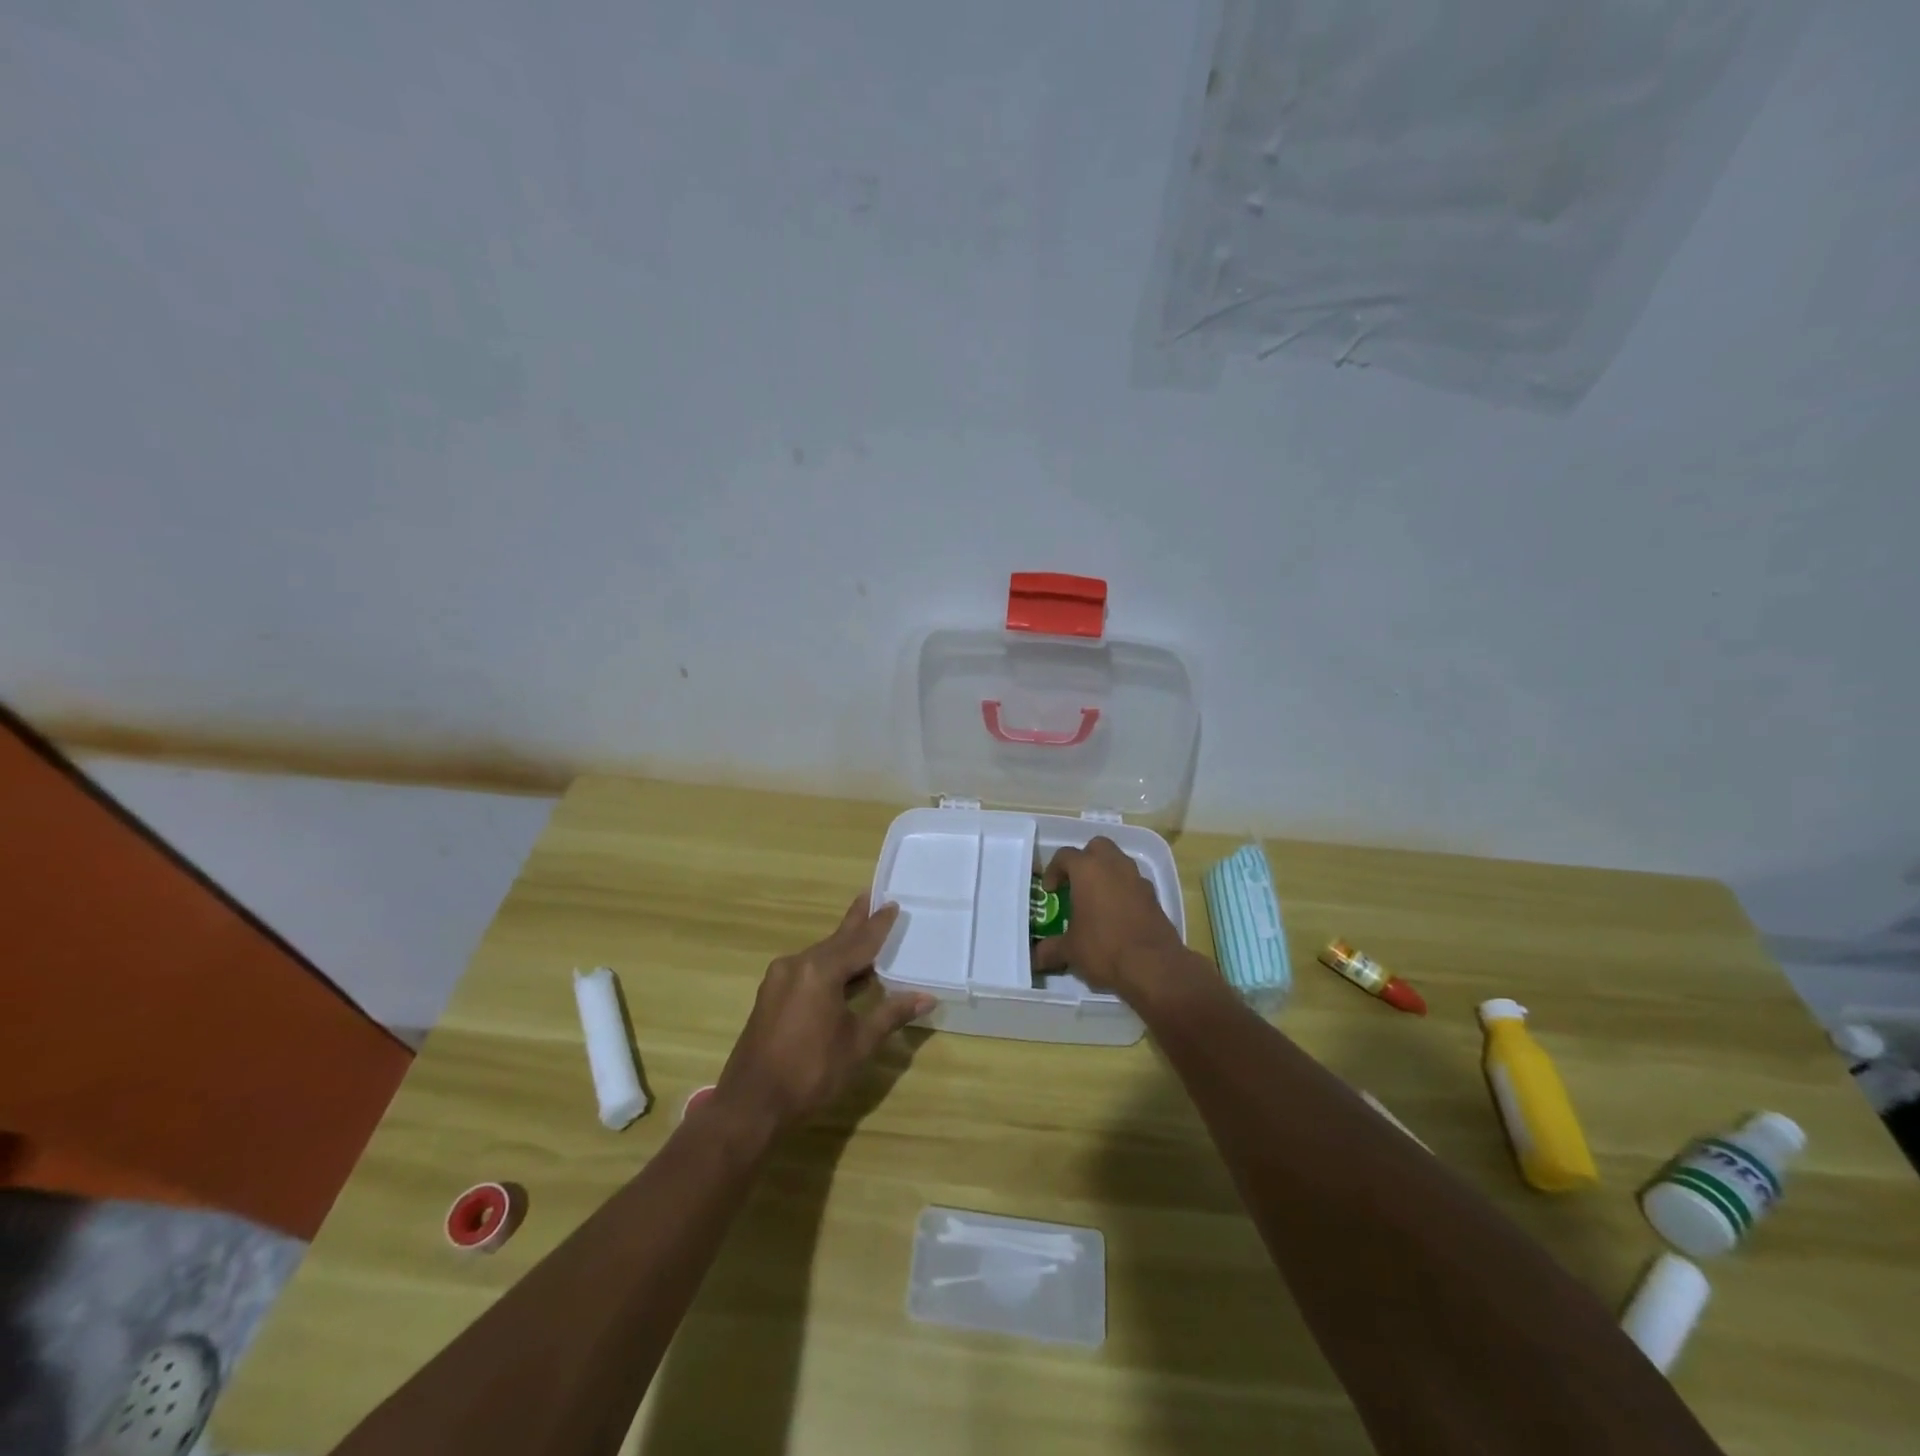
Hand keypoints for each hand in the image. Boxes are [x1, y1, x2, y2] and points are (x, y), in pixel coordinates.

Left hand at [713, 897, 931, 1135]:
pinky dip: (828, 966)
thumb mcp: (858, 1044)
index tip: (892, 904)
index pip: (859, 942)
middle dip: (856, 923)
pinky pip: (806, 970)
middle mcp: (797, 964)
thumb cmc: (810, 1072)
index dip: (878, 925)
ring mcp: (779, 979)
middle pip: (836, 941)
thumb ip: (890, 1015)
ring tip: (862, 934)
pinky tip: (841, 973)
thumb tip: (926, 998)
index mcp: (820, 970)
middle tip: (870, 897)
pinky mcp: (770, 995)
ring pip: (820, 956)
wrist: (751, 1105)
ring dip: (842, 947)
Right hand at [1031, 837, 1208, 1003]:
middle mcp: (1114, 866)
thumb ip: (1050, 949)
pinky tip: (1117, 916)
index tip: (1050, 890)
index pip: (1065, 856)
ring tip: (1096, 900)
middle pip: (1097, 847)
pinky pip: (1134, 884)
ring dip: (1106, 874)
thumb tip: (1036, 958)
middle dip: (1085, 860)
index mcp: (1088, 870)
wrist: (1154, 967)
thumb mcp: (1070, 950)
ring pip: (1119, 863)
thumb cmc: (1104, 948)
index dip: (1053, 870)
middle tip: (1076, 883)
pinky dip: (1124, 891)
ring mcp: (1138, 880)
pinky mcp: (1154, 897)